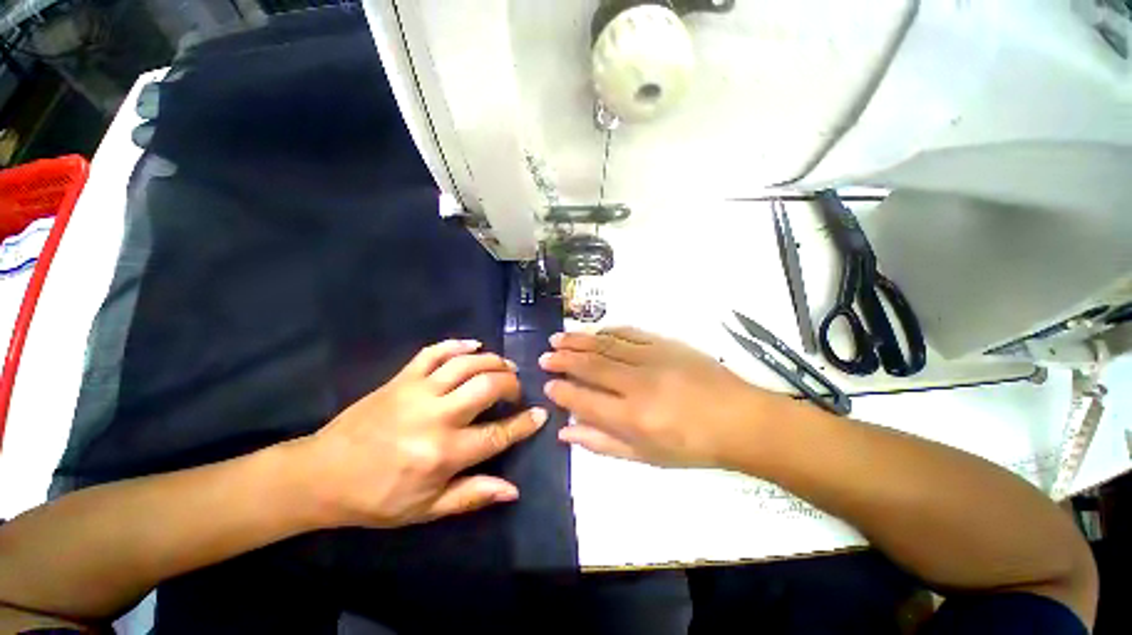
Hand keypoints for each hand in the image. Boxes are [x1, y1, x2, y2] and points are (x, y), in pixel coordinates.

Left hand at [296, 340, 545, 527]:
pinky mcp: (401, 378)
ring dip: (493, 361)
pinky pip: (434, 351)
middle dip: (512, 384)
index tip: (541, 414)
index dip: (524, 423)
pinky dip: (458, 344)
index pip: (498, 434)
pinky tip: (474, 345)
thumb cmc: (377, 498)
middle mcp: (436, 417)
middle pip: (488, 386)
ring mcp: (418, 391)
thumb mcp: (426, 508)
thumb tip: (513, 489)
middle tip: (517, 389)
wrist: (322, 475)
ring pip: (467, 364)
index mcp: (443, 453)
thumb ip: (472, 495)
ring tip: (505, 366)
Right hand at [540, 327, 785, 468]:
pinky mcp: (665, 343)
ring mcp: (652, 358)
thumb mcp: (646, 457)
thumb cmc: (691, 446)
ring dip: (579, 341)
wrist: (738, 419)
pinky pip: (629, 333)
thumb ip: (602, 443)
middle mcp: (637, 383)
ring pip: (606, 344)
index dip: (562, 391)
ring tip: (558, 338)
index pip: (584, 399)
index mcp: (632, 417)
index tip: (547, 385)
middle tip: (544, 356)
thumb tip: (566, 431)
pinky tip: (595, 331)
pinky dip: (608, 331)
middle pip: (591, 366)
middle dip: (563, 360)